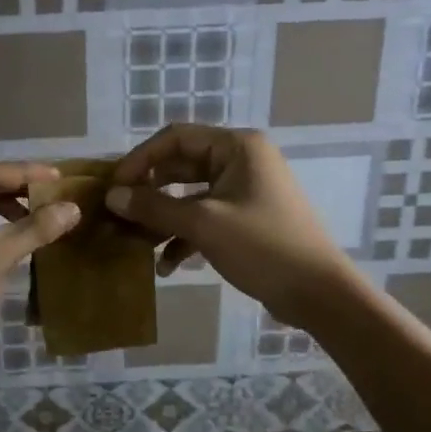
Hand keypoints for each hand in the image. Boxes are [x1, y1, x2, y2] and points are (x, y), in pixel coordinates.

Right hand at [106, 125, 360, 330]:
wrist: (319, 294)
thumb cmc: (263, 247)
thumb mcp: (203, 224)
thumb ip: (154, 207)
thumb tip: (112, 196)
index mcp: (237, 147)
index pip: (175, 138)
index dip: (140, 159)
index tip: (113, 186)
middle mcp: (240, 161)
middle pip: (180, 166)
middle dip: (148, 191)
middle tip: (118, 213)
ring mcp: (243, 191)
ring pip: (189, 195)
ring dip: (162, 218)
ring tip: (135, 242)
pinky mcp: (244, 220)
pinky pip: (204, 218)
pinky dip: (183, 236)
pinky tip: (166, 265)